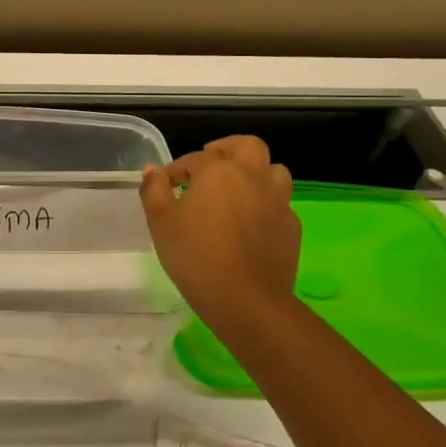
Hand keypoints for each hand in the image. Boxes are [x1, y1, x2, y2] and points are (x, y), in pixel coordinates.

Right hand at [140, 135, 299, 326]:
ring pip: (273, 171)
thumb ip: (154, 190)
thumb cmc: (195, 255)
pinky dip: (265, 205)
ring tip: (237, 190)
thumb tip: (153, 171)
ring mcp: (278, 201)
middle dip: (228, 149)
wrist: (245, 300)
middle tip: (211, 164)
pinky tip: (251, 223)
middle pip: (248, 146)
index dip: (177, 169)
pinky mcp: (292, 227)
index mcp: (219, 171)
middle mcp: (253, 176)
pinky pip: (280, 204)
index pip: (195, 158)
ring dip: (255, 174)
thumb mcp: (161, 222)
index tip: (166, 185)